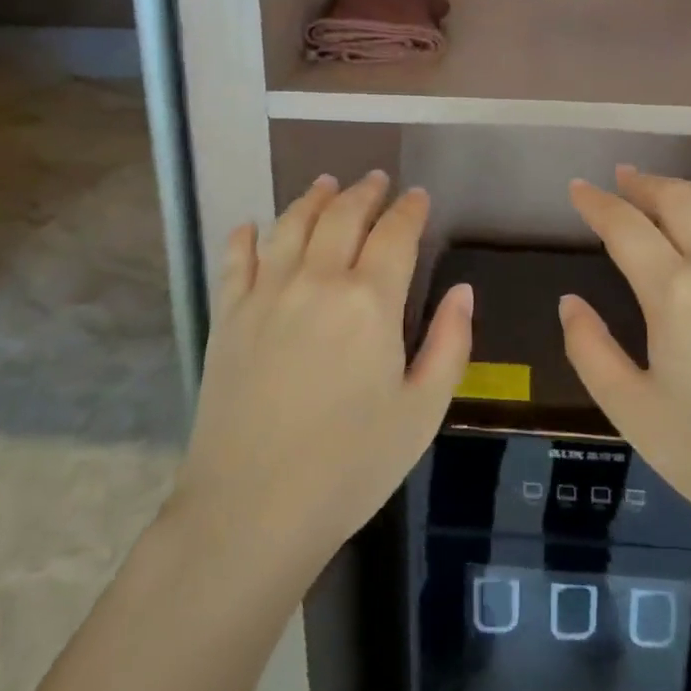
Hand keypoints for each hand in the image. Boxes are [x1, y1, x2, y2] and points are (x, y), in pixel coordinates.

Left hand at [174, 171, 472, 570]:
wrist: (251, 510)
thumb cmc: (350, 465)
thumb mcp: (421, 412)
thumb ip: (450, 344)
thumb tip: (462, 290)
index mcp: (370, 300)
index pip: (396, 232)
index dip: (410, 209)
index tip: (418, 196)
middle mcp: (317, 280)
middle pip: (342, 215)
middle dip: (364, 192)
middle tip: (376, 180)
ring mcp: (266, 294)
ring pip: (291, 225)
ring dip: (312, 198)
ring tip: (325, 184)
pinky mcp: (228, 316)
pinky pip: (235, 260)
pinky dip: (246, 236)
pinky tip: (252, 226)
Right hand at [561, 166, 690, 550]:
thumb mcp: (633, 412)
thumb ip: (590, 350)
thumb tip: (570, 302)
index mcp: (674, 291)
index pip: (625, 226)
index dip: (597, 203)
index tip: (578, 188)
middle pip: (680, 200)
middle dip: (646, 184)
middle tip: (624, 178)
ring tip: (675, 192)